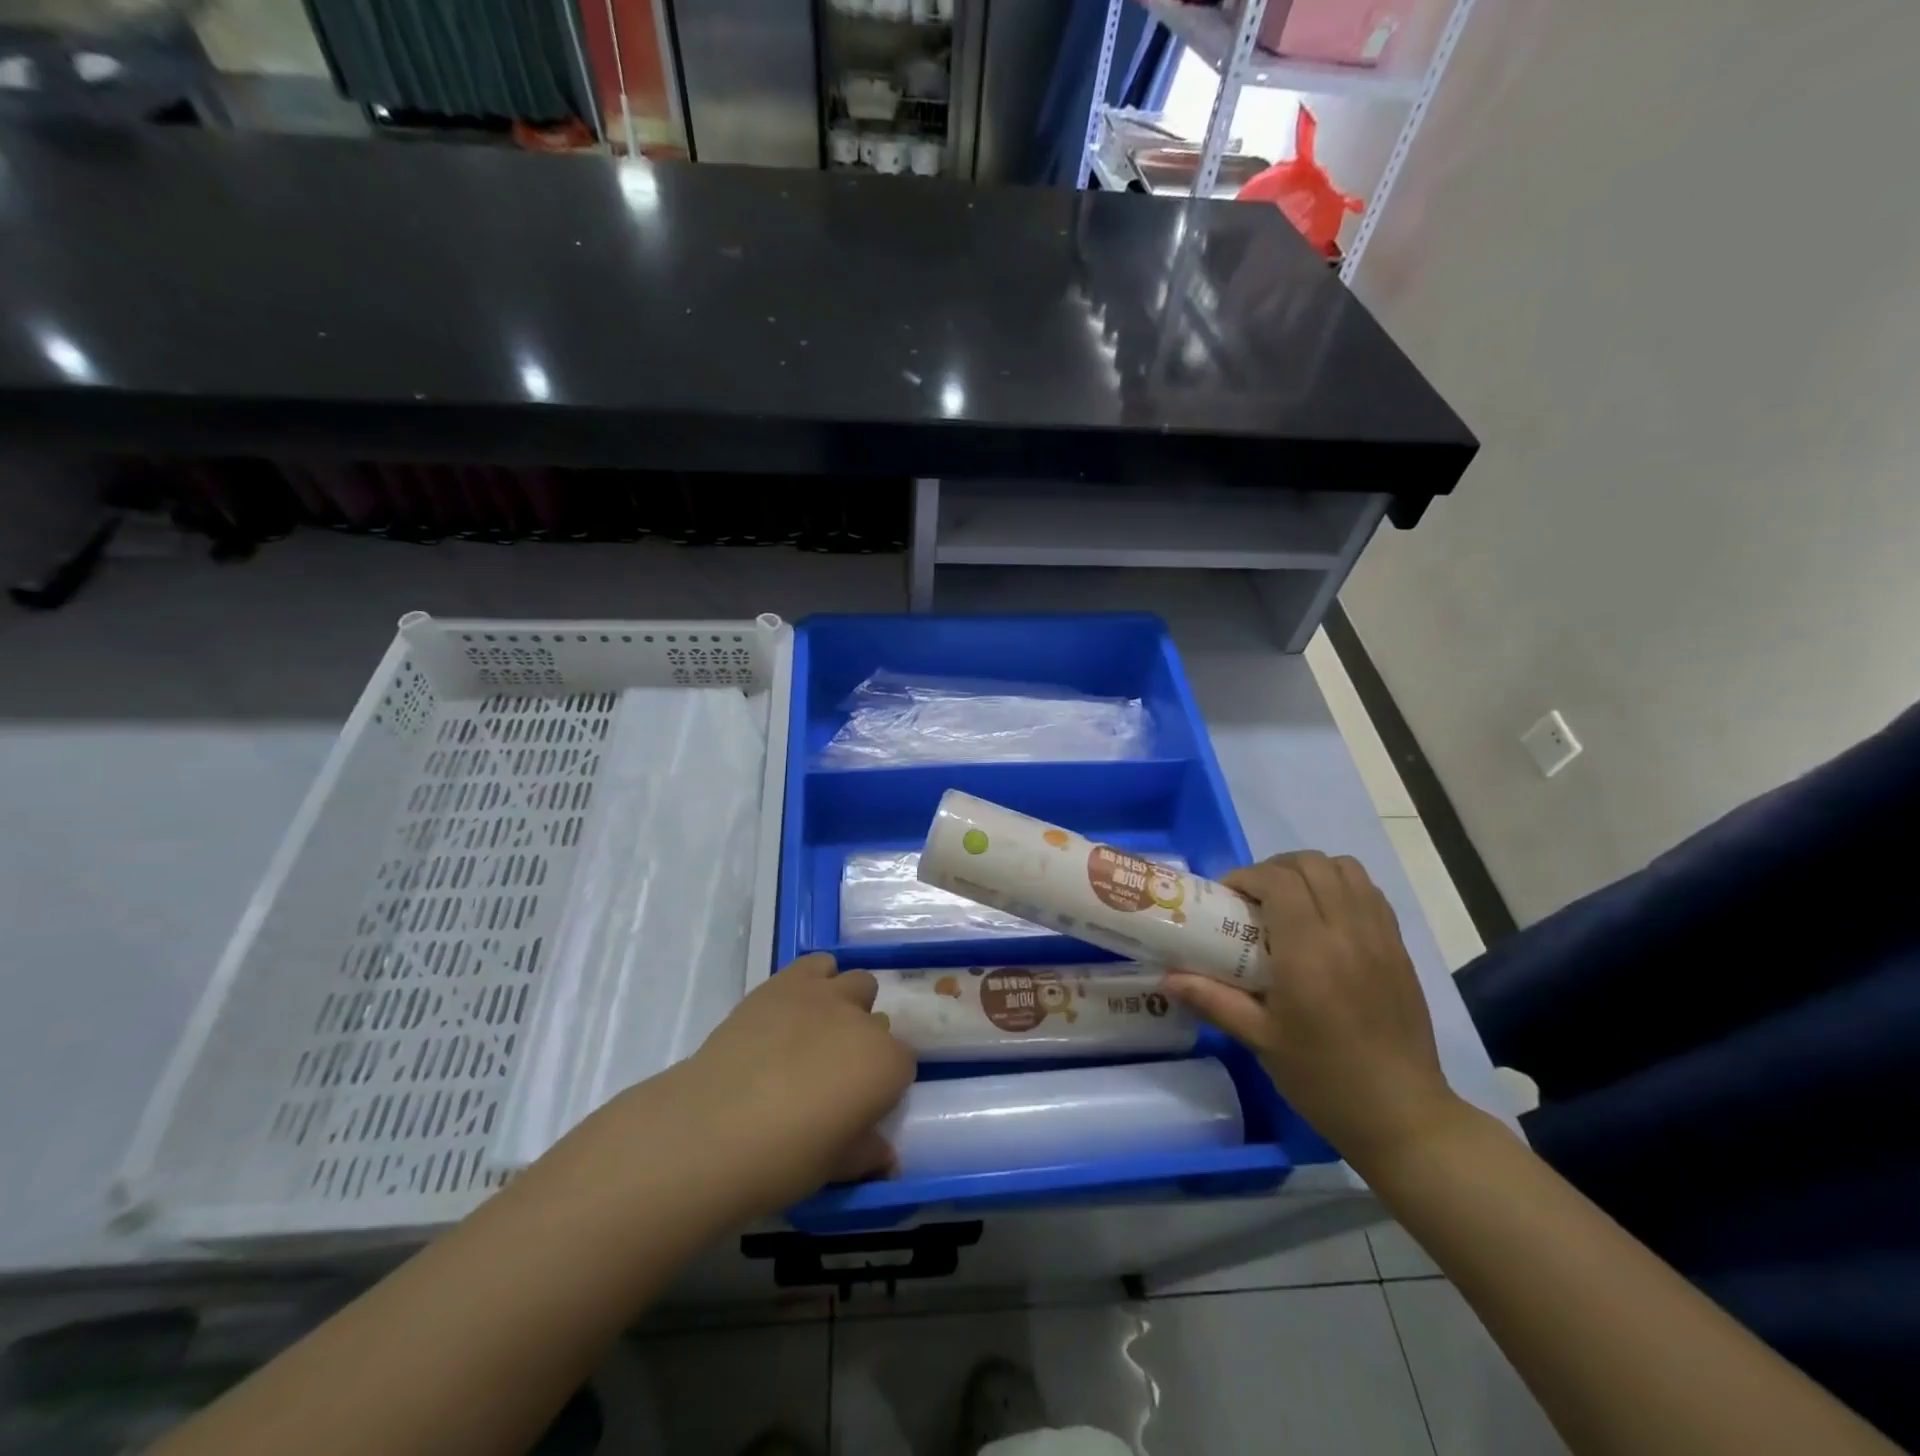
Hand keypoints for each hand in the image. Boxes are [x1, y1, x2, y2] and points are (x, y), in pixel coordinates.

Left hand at [673, 953, 916, 1216]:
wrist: (714, 1127)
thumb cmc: (783, 1158)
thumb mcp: (835, 1167)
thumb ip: (866, 1153)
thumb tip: (886, 1156)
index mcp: (886, 1066)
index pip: (902, 1065)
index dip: (881, 1086)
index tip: (859, 1105)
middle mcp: (865, 1022)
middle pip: (879, 1021)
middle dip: (864, 1042)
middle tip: (834, 1073)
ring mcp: (825, 995)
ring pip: (856, 983)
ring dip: (846, 1004)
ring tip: (816, 1033)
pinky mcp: (786, 981)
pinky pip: (817, 965)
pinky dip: (815, 980)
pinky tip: (794, 1009)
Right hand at [1163, 851, 1462, 1173]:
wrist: (1403, 1115)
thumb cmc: (1324, 1078)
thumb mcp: (1260, 1040)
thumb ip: (1212, 999)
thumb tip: (1167, 978)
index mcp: (1309, 952)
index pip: (1279, 880)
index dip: (1248, 875)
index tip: (1227, 896)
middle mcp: (1347, 932)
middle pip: (1312, 864)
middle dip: (1275, 868)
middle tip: (1254, 897)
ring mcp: (1380, 937)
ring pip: (1347, 869)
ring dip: (1311, 872)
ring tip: (1290, 900)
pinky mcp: (1399, 948)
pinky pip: (1370, 893)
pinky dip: (1342, 886)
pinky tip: (1325, 917)